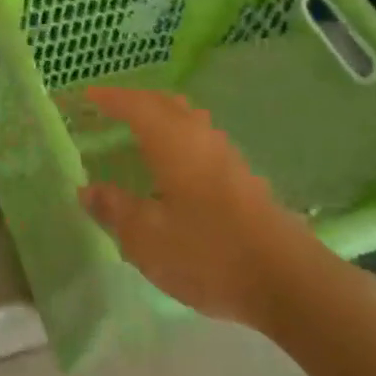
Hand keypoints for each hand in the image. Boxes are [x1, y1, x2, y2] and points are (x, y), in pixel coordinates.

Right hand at [77, 87, 330, 334]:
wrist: (289, 281)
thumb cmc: (208, 252)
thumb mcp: (147, 238)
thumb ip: (115, 209)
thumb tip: (87, 189)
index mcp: (171, 140)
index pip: (133, 105)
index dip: (109, 97)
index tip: (87, 94)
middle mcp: (199, 136)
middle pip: (164, 103)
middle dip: (136, 100)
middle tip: (111, 108)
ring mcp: (226, 155)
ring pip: (188, 119)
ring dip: (162, 116)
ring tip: (141, 131)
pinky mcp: (244, 177)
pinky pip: (201, 139)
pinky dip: (180, 137)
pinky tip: (176, 165)